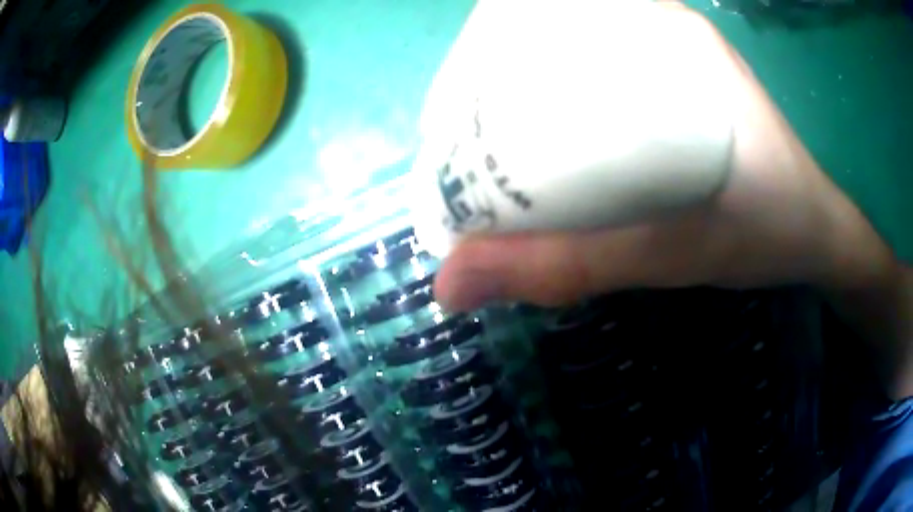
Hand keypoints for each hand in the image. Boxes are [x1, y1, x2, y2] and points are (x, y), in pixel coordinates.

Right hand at [433, 1, 894, 311]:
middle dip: (491, 76)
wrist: (818, 236)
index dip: (491, 41)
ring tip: (481, 147)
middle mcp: (663, 34)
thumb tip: (449, 285)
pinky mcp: (676, 88)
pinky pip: (600, 82)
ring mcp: (671, 57)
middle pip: (554, 36)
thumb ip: (568, 267)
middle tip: (456, 138)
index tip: (452, 102)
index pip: (557, 14)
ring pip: (573, 59)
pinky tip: (540, 149)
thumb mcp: (672, 254)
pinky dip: (557, 106)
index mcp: (669, 40)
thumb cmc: (768, 234)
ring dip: (519, 93)